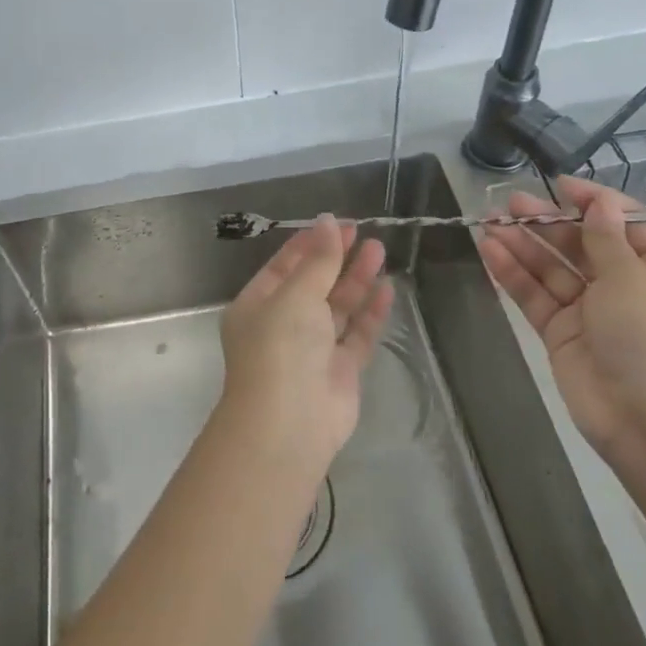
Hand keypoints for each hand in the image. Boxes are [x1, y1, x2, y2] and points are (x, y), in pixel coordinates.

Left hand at [218, 215, 394, 472]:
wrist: (289, 424)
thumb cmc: (281, 348)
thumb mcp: (296, 295)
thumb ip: (318, 260)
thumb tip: (328, 221)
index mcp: (258, 305)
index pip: (283, 266)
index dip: (309, 244)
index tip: (336, 223)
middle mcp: (283, 325)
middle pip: (313, 284)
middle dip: (336, 258)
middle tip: (362, 233)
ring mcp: (312, 349)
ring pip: (337, 307)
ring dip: (356, 280)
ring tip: (379, 250)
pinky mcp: (340, 371)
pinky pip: (357, 334)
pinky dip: (370, 313)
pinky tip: (387, 289)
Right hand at [478, 177, 645, 465]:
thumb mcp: (634, 279)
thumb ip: (606, 239)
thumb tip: (599, 203)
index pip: (627, 224)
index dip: (595, 202)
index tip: (560, 186)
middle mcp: (626, 286)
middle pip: (582, 244)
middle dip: (548, 222)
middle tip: (511, 203)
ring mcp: (591, 311)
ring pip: (552, 268)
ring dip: (523, 244)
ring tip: (490, 222)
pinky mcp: (562, 333)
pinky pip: (535, 295)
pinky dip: (513, 274)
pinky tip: (490, 251)